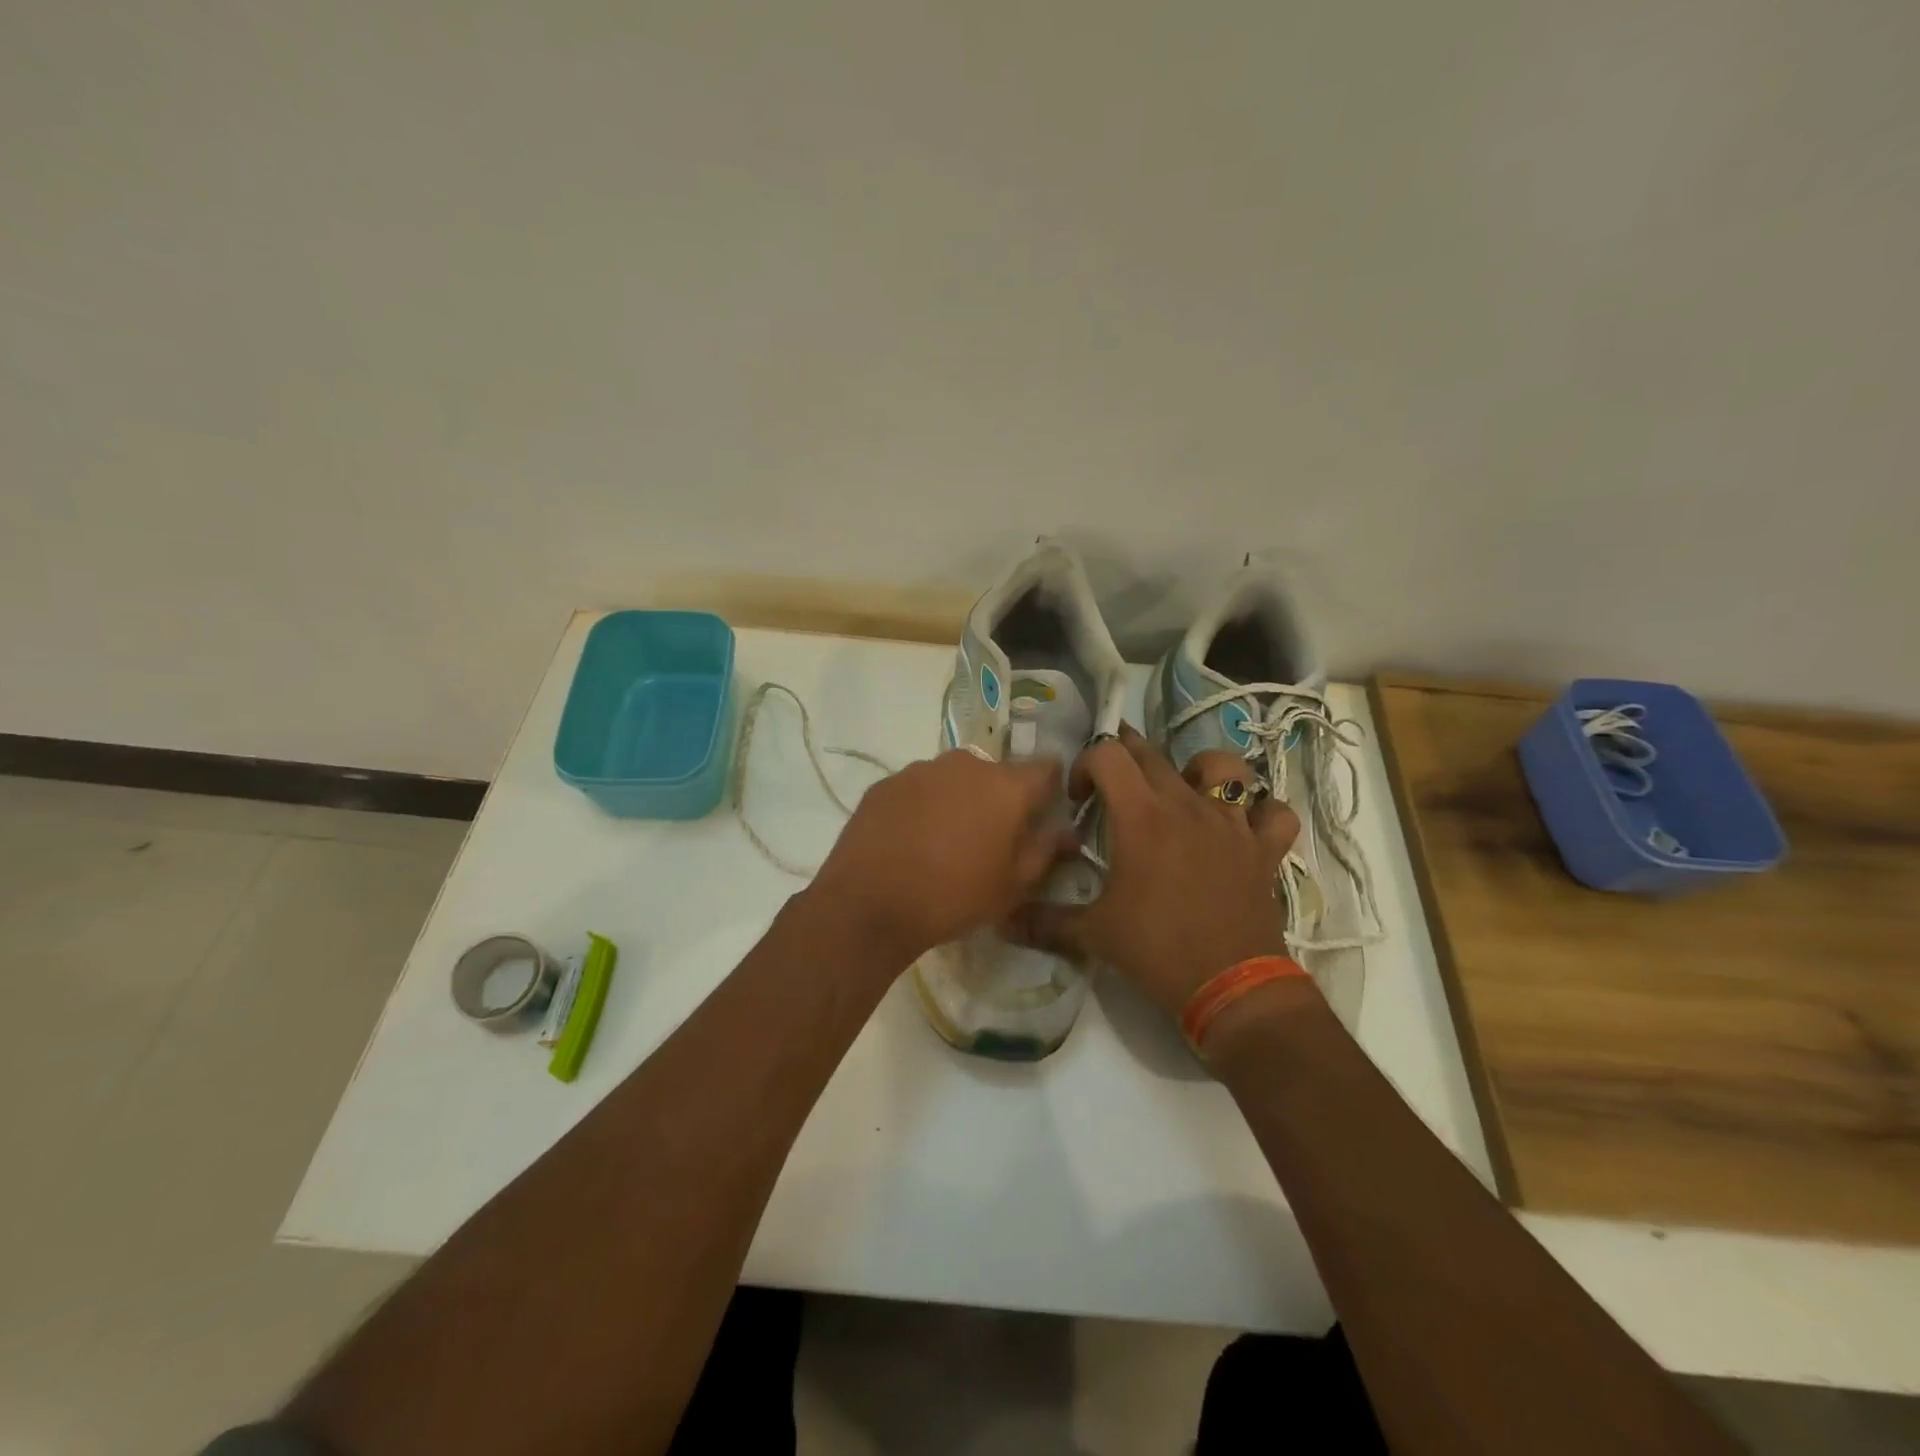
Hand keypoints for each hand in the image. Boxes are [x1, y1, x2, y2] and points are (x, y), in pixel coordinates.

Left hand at [805, 749, 1073, 967]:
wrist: (870, 904)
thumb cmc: (955, 896)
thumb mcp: (1013, 885)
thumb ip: (1046, 851)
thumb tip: (1068, 832)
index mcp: (1006, 785)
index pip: (1046, 768)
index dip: (1049, 789)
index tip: (1041, 815)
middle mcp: (966, 764)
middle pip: (996, 774)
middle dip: (998, 799)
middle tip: (988, 839)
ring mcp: (921, 770)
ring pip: (954, 779)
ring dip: (958, 800)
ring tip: (943, 842)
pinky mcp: (886, 783)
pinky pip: (918, 789)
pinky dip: (922, 806)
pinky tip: (910, 840)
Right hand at [1013, 726, 1301, 1020]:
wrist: (1230, 986)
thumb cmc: (1156, 951)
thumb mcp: (1093, 935)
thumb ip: (1044, 922)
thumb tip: (1001, 921)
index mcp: (1141, 816)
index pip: (1107, 755)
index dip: (1086, 765)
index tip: (1079, 801)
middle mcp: (1187, 805)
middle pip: (1154, 754)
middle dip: (1127, 758)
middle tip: (1114, 786)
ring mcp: (1231, 823)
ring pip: (1224, 766)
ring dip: (1200, 770)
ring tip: (1185, 792)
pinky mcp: (1263, 848)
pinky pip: (1274, 812)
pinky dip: (1262, 812)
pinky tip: (1245, 826)